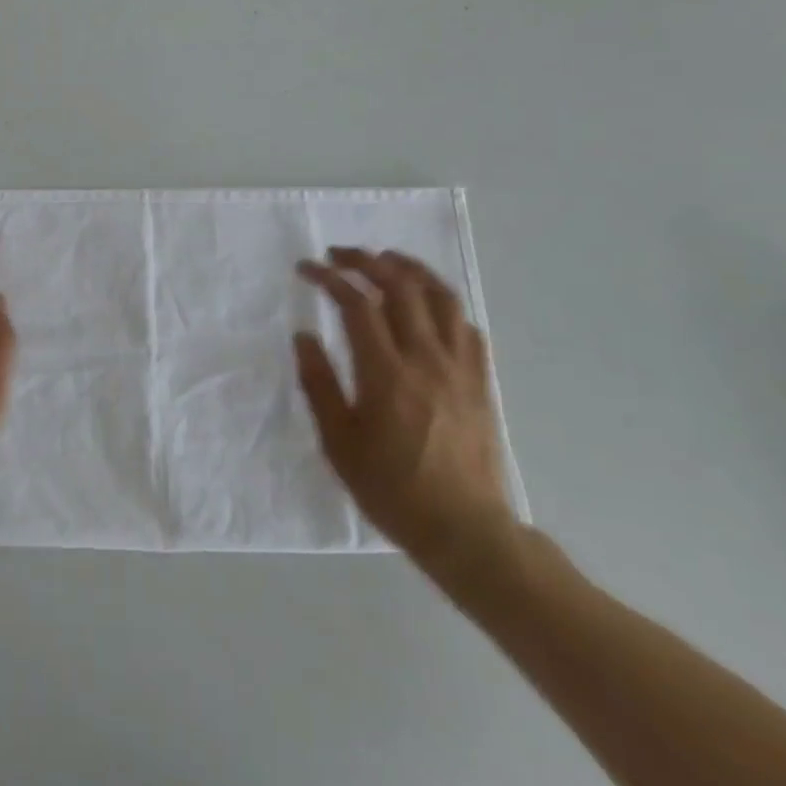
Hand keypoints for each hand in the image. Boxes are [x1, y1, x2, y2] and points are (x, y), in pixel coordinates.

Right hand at [295, 248, 516, 582]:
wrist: (465, 530)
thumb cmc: (392, 490)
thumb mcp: (339, 443)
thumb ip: (319, 384)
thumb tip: (304, 336)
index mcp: (386, 373)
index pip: (356, 304)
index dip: (329, 278)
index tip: (306, 268)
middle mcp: (426, 358)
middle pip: (399, 286)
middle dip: (366, 260)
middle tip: (339, 254)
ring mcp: (459, 367)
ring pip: (440, 296)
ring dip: (410, 269)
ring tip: (386, 259)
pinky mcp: (481, 381)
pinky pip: (466, 325)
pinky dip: (443, 303)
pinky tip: (427, 305)